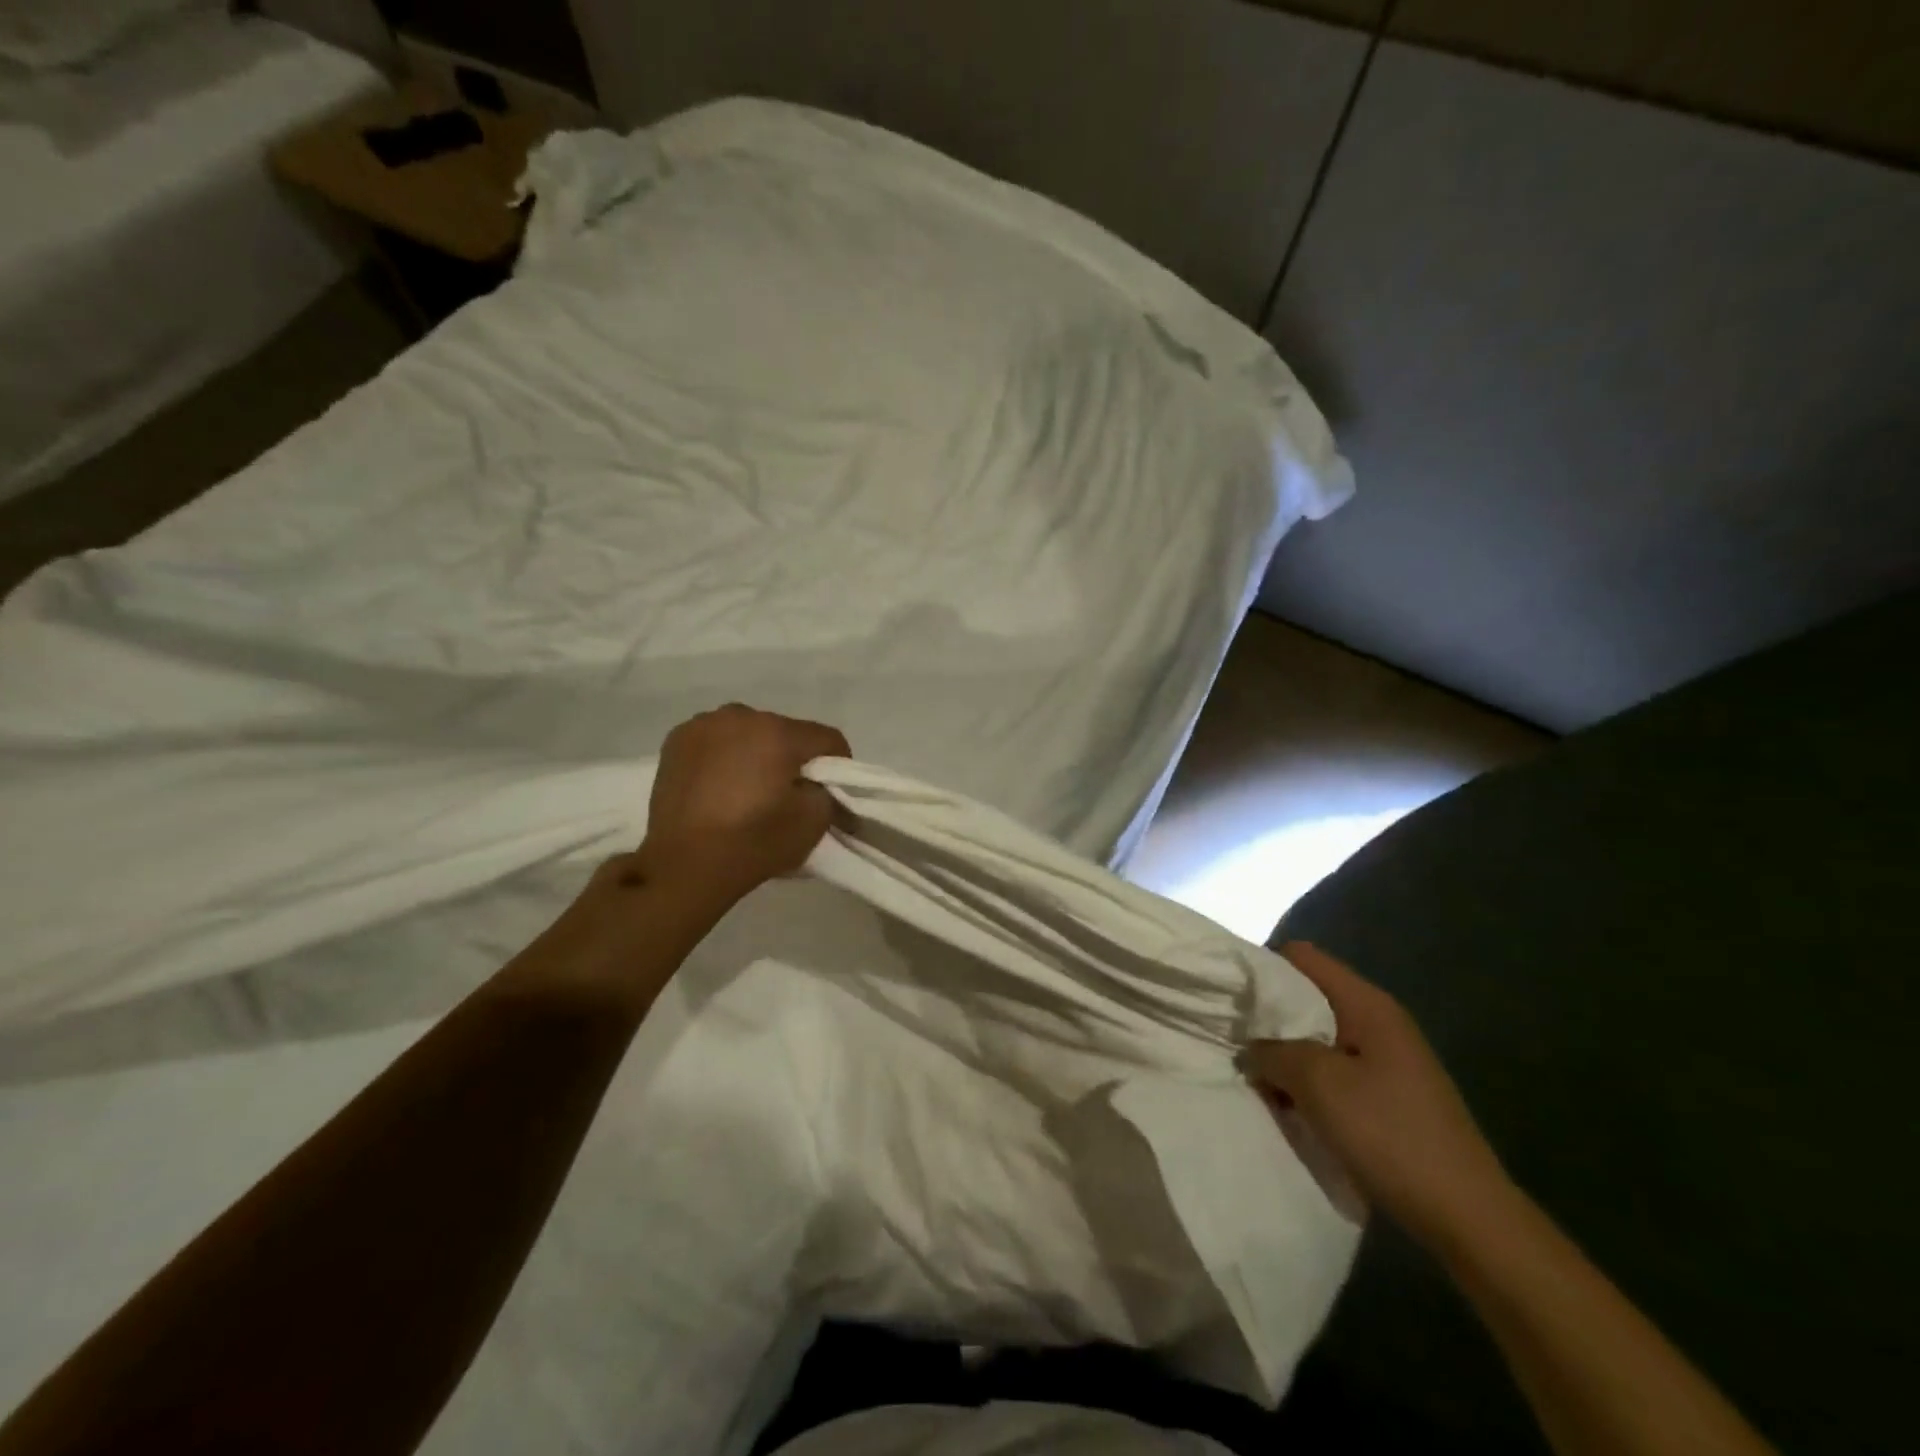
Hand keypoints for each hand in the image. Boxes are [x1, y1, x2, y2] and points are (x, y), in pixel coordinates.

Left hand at [636, 704, 849, 900]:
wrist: (682, 866)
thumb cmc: (753, 842)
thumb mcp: (813, 823)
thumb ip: (828, 792)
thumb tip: (820, 784)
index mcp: (778, 732)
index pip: (827, 738)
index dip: (838, 765)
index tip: (830, 793)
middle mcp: (741, 716)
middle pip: (785, 733)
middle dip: (792, 759)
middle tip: (787, 794)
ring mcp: (703, 724)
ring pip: (749, 733)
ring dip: (756, 754)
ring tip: (748, 791)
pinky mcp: (676, 740)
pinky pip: (716, 741)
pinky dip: (724, 757)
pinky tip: (719, 786)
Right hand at [1249, 942, 1513, 1250]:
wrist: (1469, 1218)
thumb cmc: (1390, 1135)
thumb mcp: (1318, 1084)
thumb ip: (1273, 1051)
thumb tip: (1251, 1047)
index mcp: (1367, 1004)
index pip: (1301, 956)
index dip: (1262, 969)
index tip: (1232, 1000)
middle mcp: (1379, 1020)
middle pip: (1308, 996)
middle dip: (1269, 1017)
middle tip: (1237, 1043)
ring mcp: (1388, 1059)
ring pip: (1318, 1037)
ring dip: (1287, 1056)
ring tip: (1260, 1080)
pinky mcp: (1390, 1094)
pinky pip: (1335, 1070)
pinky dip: (1308, 1082)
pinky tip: (1292, 1106)